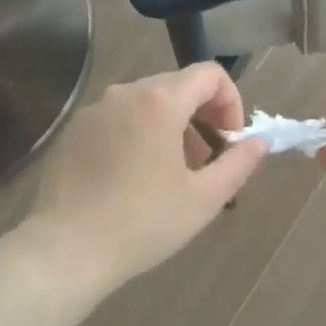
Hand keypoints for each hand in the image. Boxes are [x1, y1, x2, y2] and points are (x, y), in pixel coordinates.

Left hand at [25, 64, 265, 298]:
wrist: (64, 251)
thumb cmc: (142, 223)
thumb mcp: (203, 199)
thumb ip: (239, 163)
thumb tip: (260, 142)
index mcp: (160, 101)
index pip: (210, 74)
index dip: (230, 101)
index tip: (230, 139)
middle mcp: (125, 92)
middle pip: (177, 85)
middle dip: (202, 114)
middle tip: (206, 159)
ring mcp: (95, 109)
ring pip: (146, 101)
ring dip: (171, 124)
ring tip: (172, 171)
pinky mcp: (73, 130)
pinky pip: (118, 117)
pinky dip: (138, 132)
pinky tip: (133, 177)